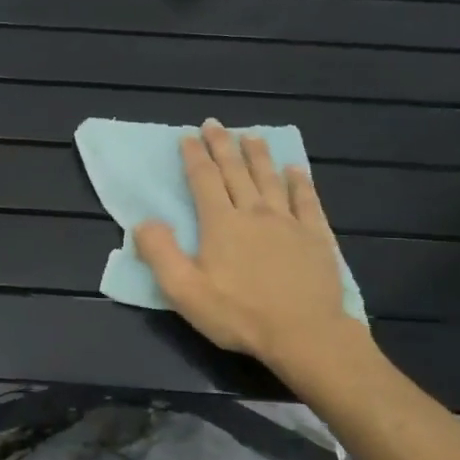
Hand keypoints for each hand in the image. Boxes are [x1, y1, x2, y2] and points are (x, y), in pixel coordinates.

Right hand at [133, 121, 375, 379]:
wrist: (304, 335)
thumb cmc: (239, 314)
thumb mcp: (185, 291)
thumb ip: (161, 253)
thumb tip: (143, 222)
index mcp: (221, 223)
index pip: (204, 180)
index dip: (195, 156)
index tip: (188, 136)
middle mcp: (254, 213)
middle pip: (236, 171)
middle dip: (223, 145)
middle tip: (215, 124)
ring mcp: (289, 222)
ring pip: (270, 179)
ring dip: (259, 155)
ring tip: (251, 135)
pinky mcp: (316, 237)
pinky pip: (307, 201)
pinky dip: (300, 182)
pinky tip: (296, 170)